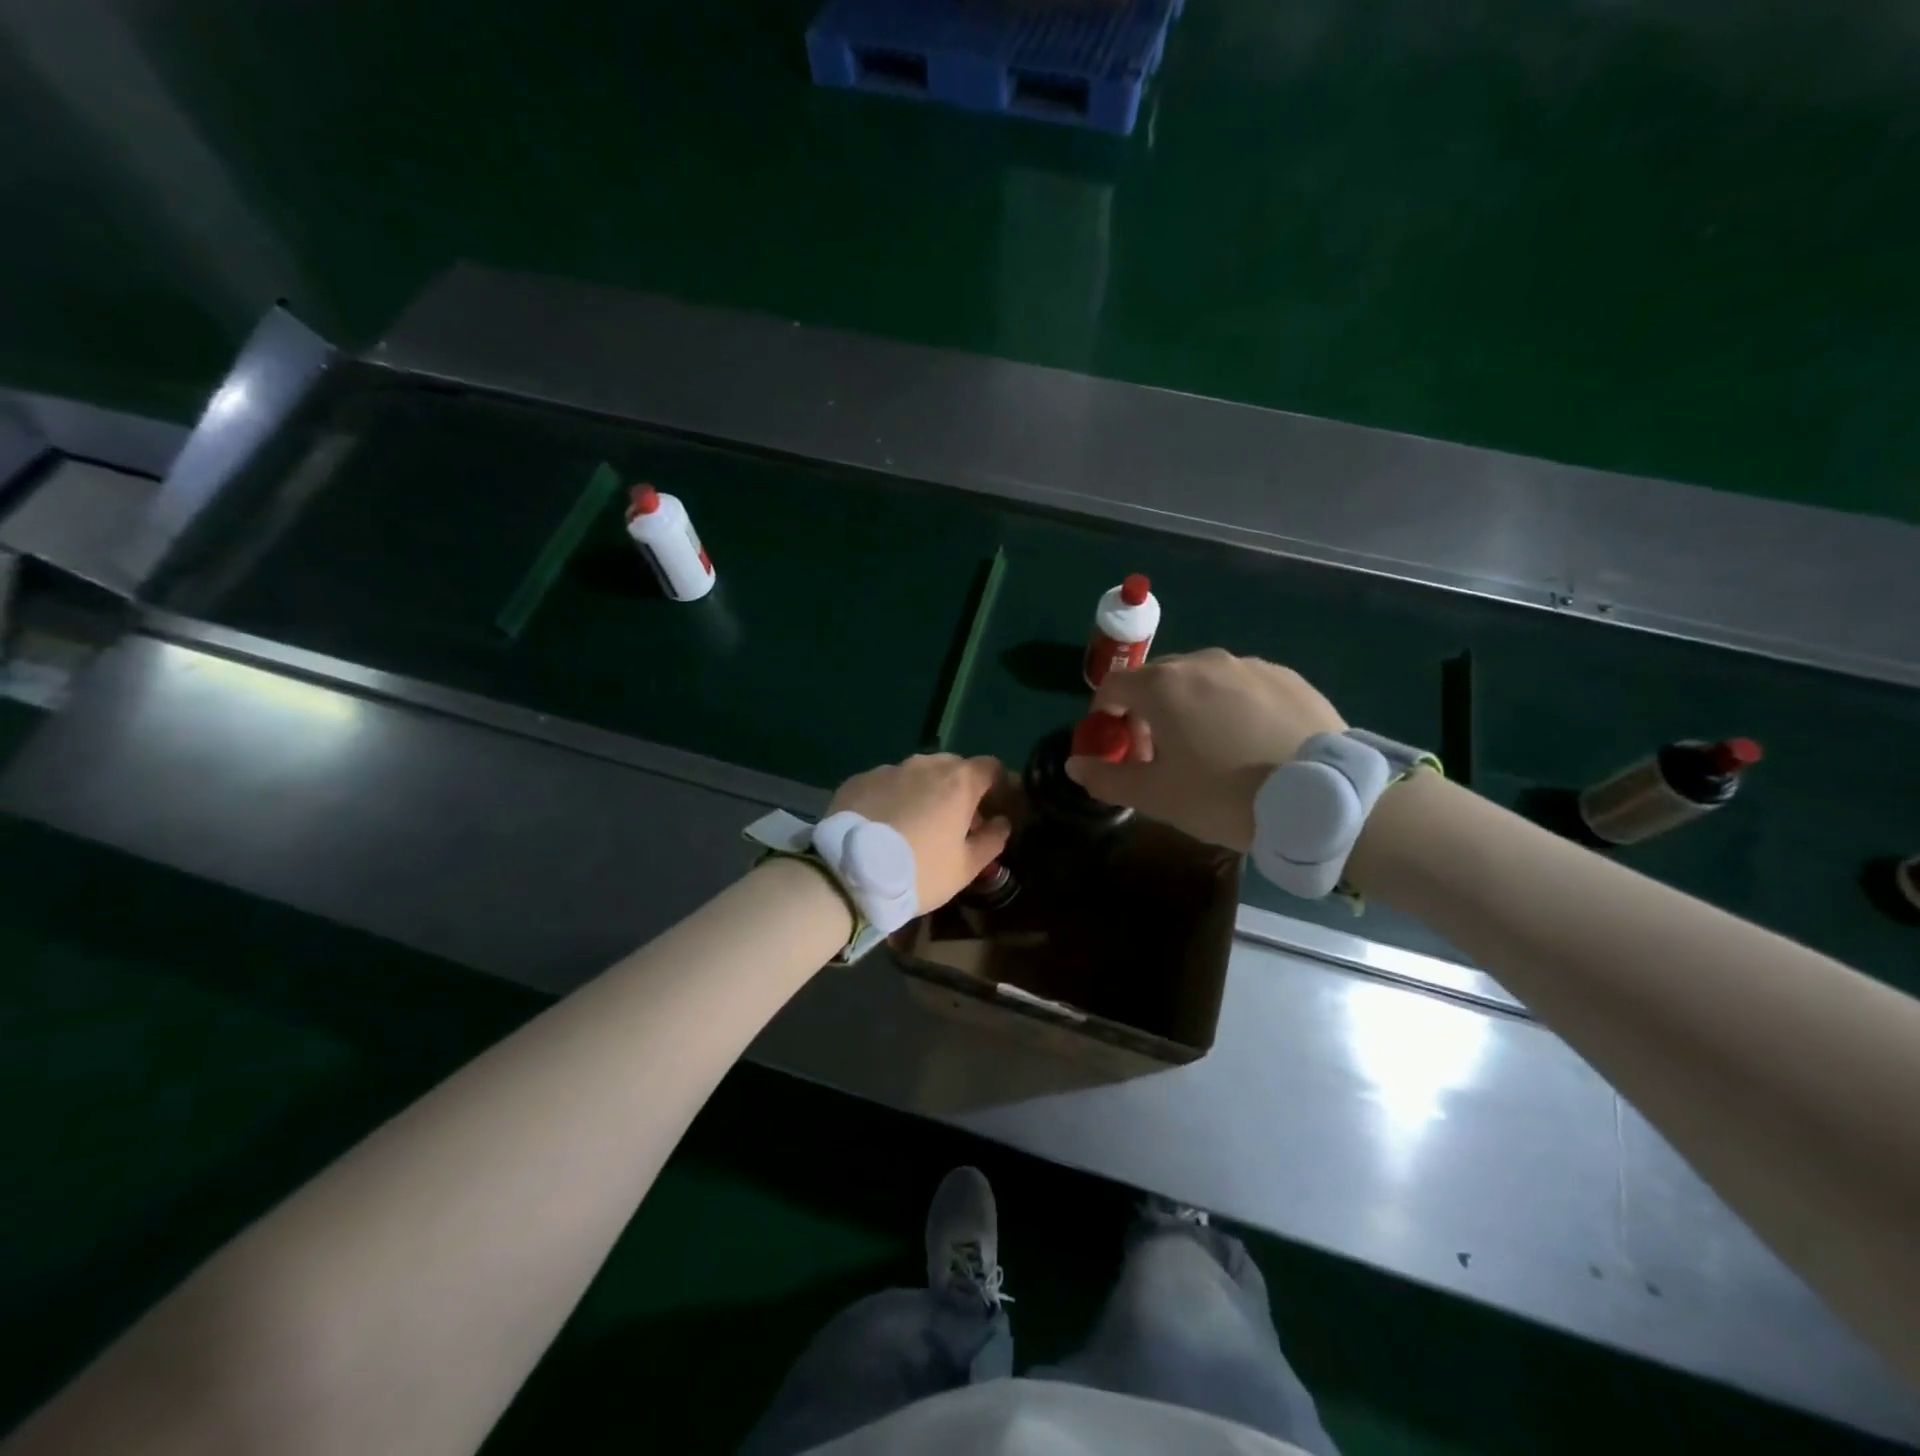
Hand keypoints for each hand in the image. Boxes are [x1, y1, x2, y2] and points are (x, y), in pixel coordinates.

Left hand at [827, 754, 1012, 910]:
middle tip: (958, 822)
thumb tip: (1002, 823)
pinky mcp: (859, 779)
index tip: (998, 810)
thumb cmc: (919, 872)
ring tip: (918, 823)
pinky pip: (887, 783)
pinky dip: (895, 797)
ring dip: (926, 791)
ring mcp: (889, 769)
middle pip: (955, 767)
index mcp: (959, 782)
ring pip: (918, 773)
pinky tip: (885, 824)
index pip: (992, 767)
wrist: (848, 875)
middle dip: (963, 789)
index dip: (1000, 786)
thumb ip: (992, 840)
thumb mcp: (965, 868)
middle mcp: (925, 765)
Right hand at [1066, 649, 1346, 850]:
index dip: (1105, 713)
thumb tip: (1074, 764)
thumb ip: (1107, 778)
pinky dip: (1231, 704)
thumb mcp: (1157, 797)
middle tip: (1160, 751)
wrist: (1321, 797)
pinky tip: (1249, 739)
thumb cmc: (1223, 796)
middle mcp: (1201, 662)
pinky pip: (1241, 684)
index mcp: (1162, 686)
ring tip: (1209, 746)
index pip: (1113, 685)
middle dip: (1147, 709)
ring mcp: (1248, 665)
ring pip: (1202, 679)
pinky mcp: (1286, 677)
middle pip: (1157, 679)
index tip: (1114, 742)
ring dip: (1190, 704)